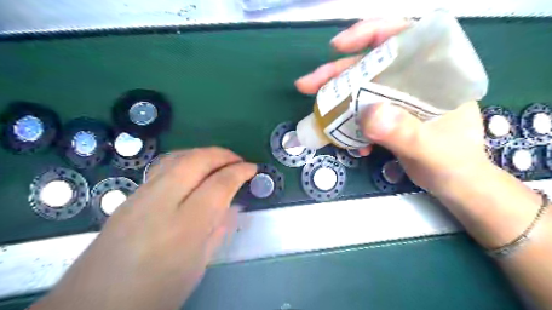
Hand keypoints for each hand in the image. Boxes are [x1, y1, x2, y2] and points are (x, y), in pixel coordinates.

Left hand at [32, 146, 257, 308]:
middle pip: (196, 161)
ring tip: (220, 161)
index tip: (253, 169)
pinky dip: (186, 159)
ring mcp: (141, 195)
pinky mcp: (130, 195)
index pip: (218, 185)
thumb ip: (218, 230)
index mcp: (184, 226)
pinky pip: (163, 166)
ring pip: (178, 157)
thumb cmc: (155, 293)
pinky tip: (194, 169)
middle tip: (239, 160)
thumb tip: (232, 205)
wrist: (93, 306)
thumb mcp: (198, 266)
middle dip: (222, 154)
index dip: (239, 172)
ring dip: (204, 153)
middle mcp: (160, 202)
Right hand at [298, 18, 490, 198]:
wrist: (454, 184)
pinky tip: (347, 141)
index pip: (402, 37)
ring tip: (317, 112)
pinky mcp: (388, 117)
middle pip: (369, 66)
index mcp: (433, 73)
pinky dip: (349, 124)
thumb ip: (404, 132)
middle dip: (336, 73)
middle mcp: (412, 81)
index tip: (339, 47)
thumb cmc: (454, 163)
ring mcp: (398, 100)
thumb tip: (369, 114)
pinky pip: (361, 112)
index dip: (368, 34)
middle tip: (307, 85)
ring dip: (336, 100)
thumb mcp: (431, 148)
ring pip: (360, 89)